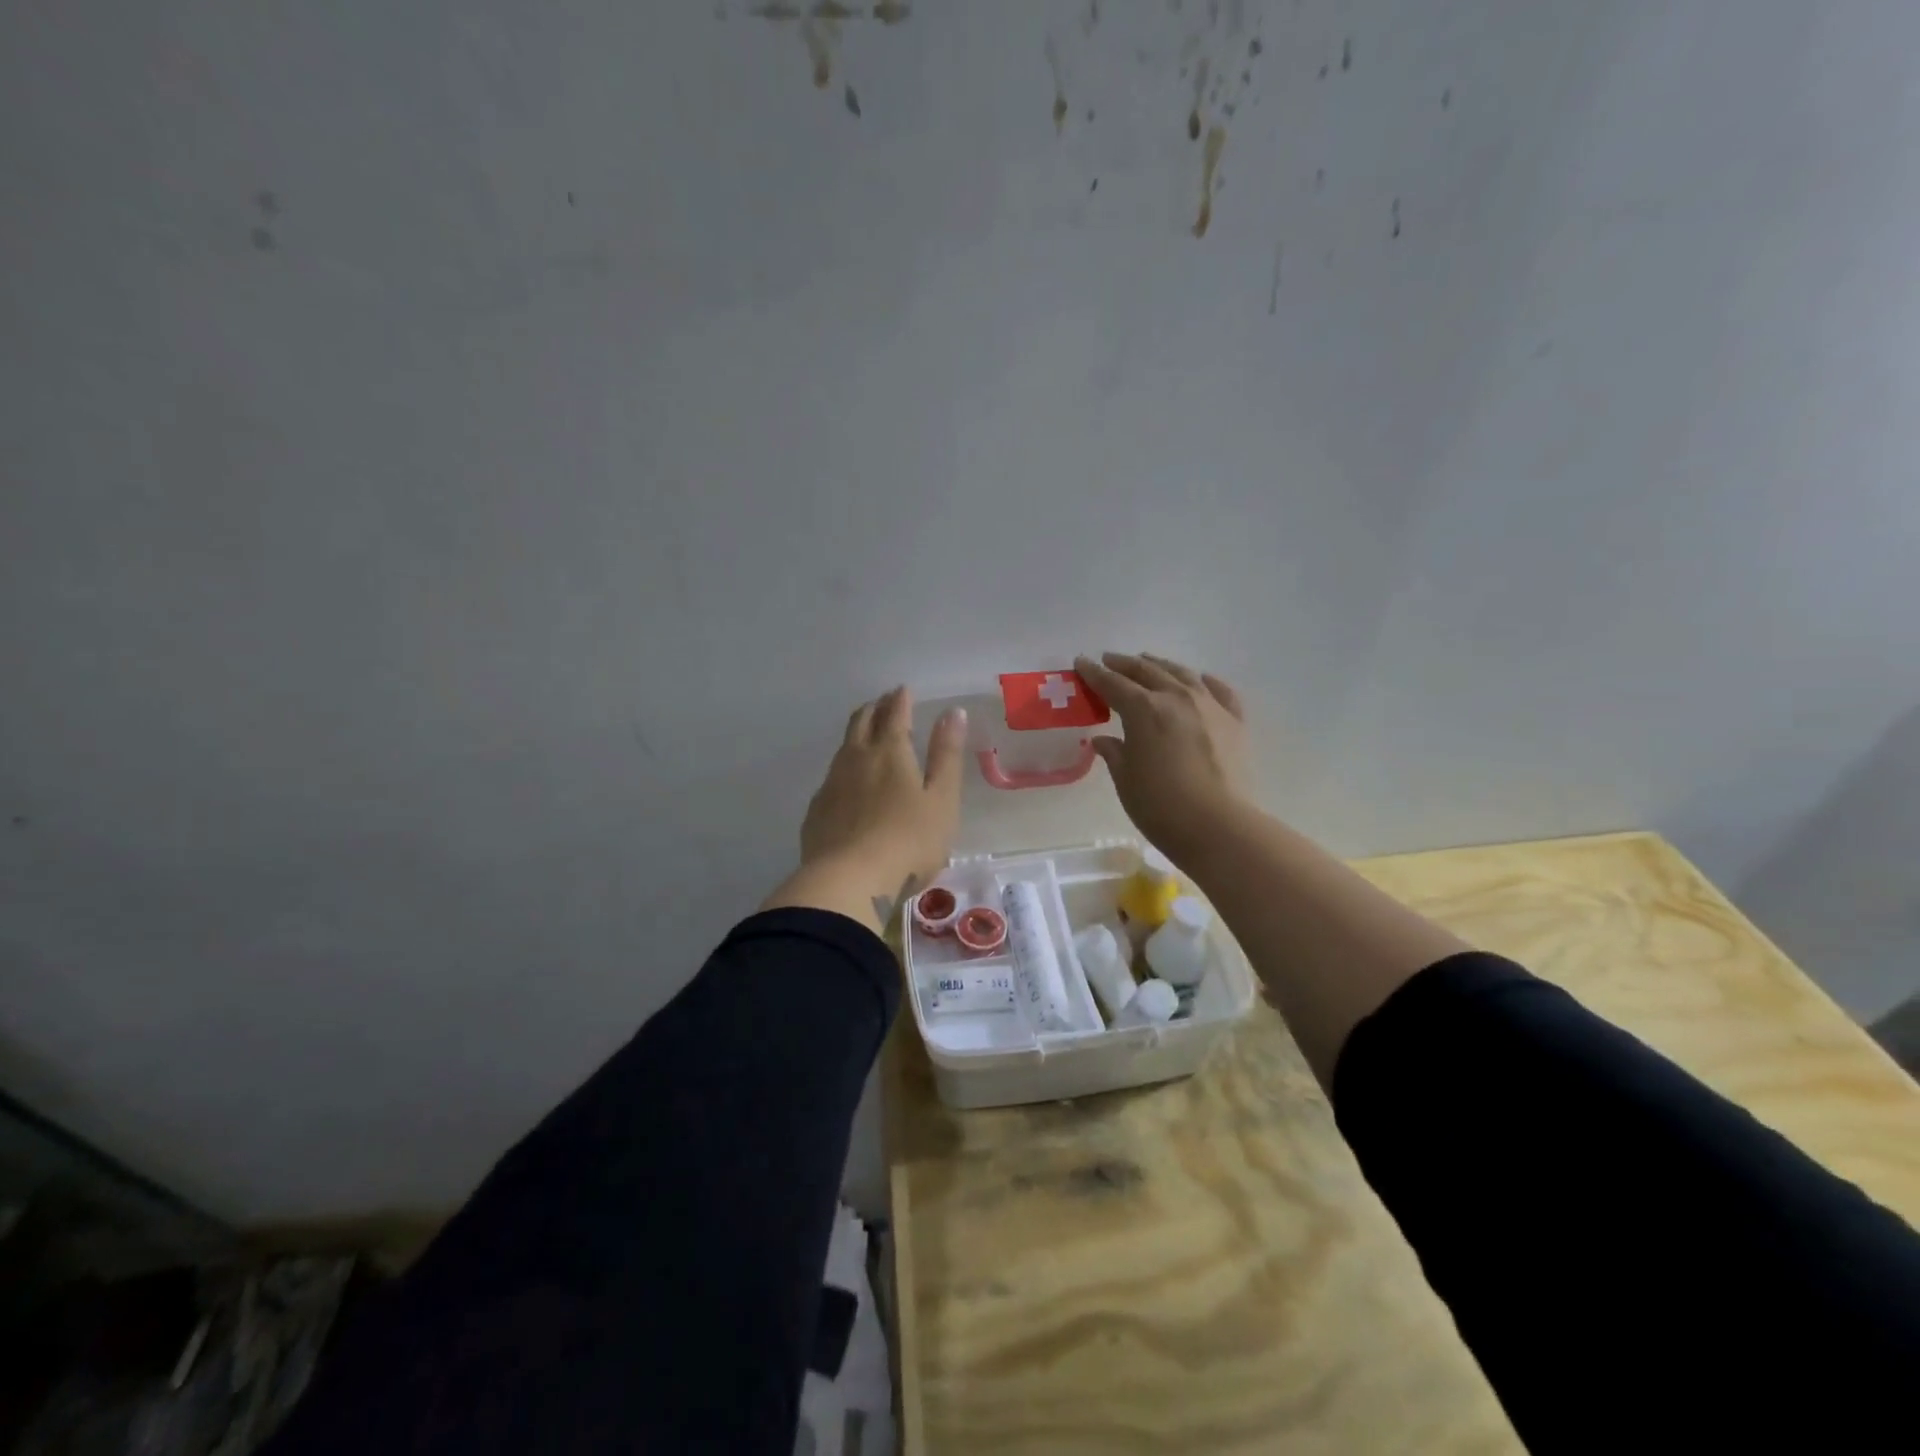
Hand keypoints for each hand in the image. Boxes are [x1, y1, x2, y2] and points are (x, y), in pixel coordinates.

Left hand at [762, 688, 967, 931]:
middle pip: (862, 722)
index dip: (901, 699)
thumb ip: (947, 755)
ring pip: (843, 747)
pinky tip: (848, 784)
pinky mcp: (817, 811)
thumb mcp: (941, 799)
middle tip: (885, 703)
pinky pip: (832, 777)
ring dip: (857, 734)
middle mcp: (856, 759)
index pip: (895, 714)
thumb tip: (953, 712)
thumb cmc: (908, 841)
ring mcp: (832, 784)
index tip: (903, 690)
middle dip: (875, 708)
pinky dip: (844, 768)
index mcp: (890, 752)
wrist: (848, 882)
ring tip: (867, 735)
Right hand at [1075, 653, 1251, 861]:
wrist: (1220, 826)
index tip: (1081, 662)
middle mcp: (1176, 697)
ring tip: (1149, 662)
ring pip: (1182, 674)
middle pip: (1146, 671)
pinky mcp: (1235, 722)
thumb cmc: (1161, 806)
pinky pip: (1219, 691)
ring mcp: (1210, 706)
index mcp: (1143, 709)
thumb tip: (1103, 740)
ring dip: (1161, 665)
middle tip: (1109, 660)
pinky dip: (1205, 682)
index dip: (1094, 674)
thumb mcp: (1126, 780)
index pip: (1112, 684)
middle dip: (1124, 664)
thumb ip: (1114, 753)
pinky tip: (1200, 680)